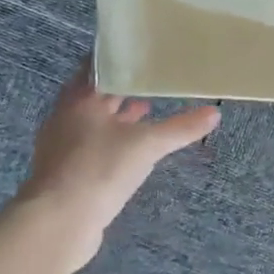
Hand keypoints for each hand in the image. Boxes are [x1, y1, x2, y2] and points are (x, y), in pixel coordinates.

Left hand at [13, 62, 219, 268]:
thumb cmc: (99, 168)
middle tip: (153, 78)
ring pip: (94, 120)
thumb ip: (181, 128)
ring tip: (148, 109)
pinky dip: (113, 140)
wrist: (58, 223)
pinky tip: (132, 148)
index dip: (120, 57)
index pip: (98, 65)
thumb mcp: (147, 145)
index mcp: (80, 98)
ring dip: (118, 115)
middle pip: (96, 93)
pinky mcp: (66, 170)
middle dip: (123, 88)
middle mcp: (66, 116)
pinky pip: (92, 145)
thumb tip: (214, 113)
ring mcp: (62, 145)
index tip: (144, 51)